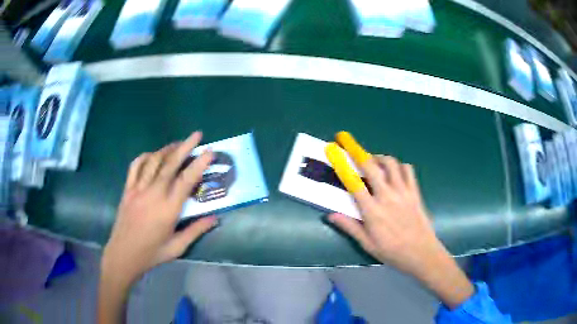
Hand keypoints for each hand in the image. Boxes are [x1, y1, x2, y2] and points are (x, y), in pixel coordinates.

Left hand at [99, 132, 216, 323]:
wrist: (123, 254)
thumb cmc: (152, 253)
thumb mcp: (177, 247)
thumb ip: (196, 230)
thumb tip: (215, 218)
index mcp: (168, 209)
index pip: (186, 180)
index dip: (199, 164)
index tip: (209, 151)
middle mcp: (153, 194)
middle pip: (170, 164)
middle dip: (185, 146)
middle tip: (197, 135)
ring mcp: (138, 189)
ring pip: (153, 161)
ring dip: (167, 149)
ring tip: (178, 143)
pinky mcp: (128, 189)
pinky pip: (135, 166)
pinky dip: (145, 156)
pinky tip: (152, 155)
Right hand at [328, 155, 473, 308]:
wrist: (422, 253)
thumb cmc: (392, 252)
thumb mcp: (367, 244)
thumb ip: (350, 227)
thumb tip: (330, 215)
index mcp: (372, 211)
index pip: (354, 183)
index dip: (342, 165)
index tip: (334, 151)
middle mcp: (387, 196)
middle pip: (371, 166)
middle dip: (357, 151)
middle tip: (348, 142)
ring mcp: (403, 192)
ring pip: (391, 164)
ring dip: (379, 157)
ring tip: (372, 160)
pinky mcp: (415, 192)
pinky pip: (408, 170)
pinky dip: (399, 166)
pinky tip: (394, 171)